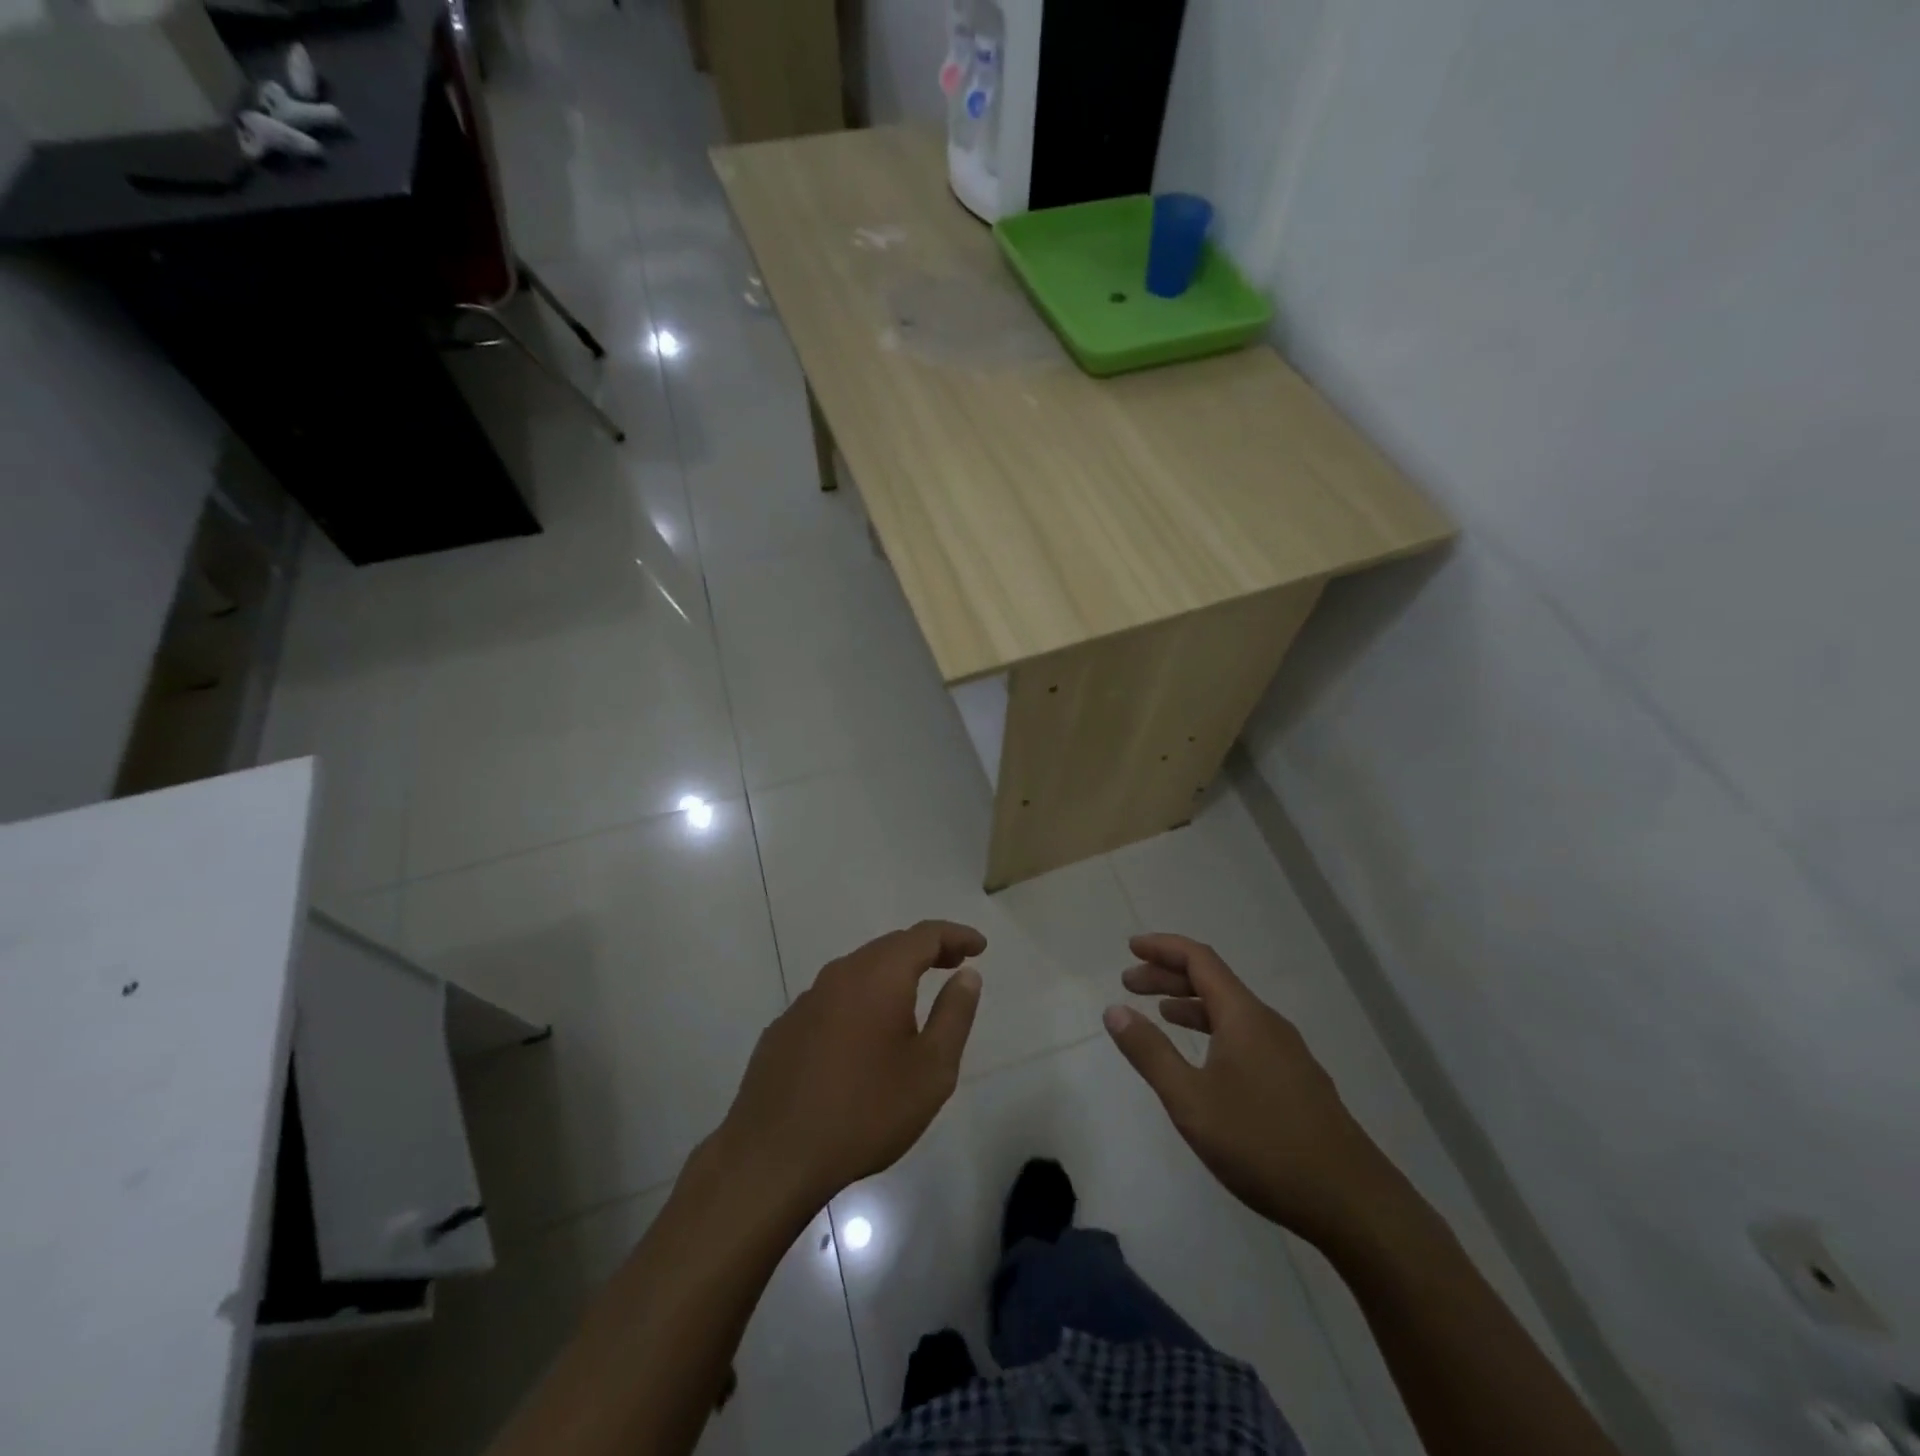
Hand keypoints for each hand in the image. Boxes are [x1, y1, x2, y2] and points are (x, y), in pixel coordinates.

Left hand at [715, 921, 984, 1215]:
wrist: (773, 1155)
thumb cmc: (866, 1111)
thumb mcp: (931, 1070)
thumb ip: (954, 1014)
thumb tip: (967, 974)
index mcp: (880, 976)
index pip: (924, 935)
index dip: (955, 935)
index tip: (979, 946)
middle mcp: (841, 974)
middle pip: (890, 946)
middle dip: (926, 950)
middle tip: (954, 964)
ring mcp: (806, 1000)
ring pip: (858, 971)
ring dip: (891, 974)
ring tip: (914, 994)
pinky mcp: (785, 1027)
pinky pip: (832, 999)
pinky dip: (859, 1000)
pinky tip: (863, 1034)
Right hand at [1104, 933, 1395, 1247]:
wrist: (1352, 1203)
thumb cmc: (1263, 1143)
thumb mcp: (1191, 1100)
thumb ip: (1150, 1053)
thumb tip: (1114, 1010)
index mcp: (1244, 1015)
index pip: (1199, 959)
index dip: (1163, 948)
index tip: (1131, 948)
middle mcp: (1267, 1023)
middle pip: (1214, 981)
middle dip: (1169, 976)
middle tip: (1129, 984)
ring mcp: (1287, 1053)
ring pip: (1230, 1012)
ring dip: (1191, 1005)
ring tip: (1159, 1014)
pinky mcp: (1296, 1081)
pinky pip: (1245, 1036)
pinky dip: (1213, 1031)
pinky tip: (1204, 1060)